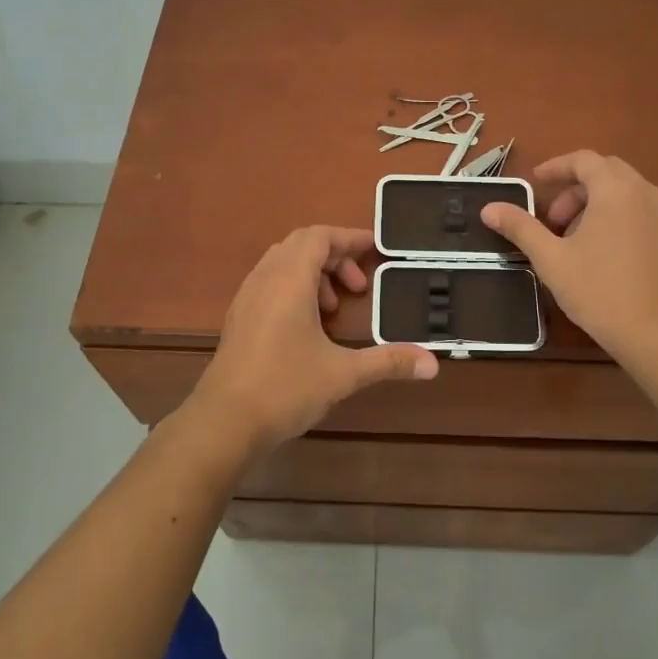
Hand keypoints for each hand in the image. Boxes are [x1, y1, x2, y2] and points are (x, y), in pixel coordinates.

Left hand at [188, 226, 438, 455]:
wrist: (224, 422)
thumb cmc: (285, 388)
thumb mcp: (343, 374)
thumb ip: (388, 362)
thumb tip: (433, 364)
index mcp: (289, 279)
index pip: (320, 236)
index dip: (350, 238)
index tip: (377, 251)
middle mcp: (265, 278)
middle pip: (301, 244)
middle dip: (335, 257)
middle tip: (359, 287)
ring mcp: (247, 297)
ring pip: (282, 263)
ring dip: (314, 273)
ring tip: (334, 309)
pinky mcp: (238, 318)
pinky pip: (269, 282)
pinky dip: (294, 289)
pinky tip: (308, 327)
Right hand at [481, 151, 657, 361]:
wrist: (657, 334)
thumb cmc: (599, 291)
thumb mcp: (551, 259)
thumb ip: (521, 228)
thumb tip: (489, 209)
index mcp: (616, 190)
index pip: (584, 160)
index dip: (556, 167)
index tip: (536, 182)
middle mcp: (645, 193)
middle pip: (605, 172)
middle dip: (574, 188)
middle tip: (552, 218)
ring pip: (623, 191)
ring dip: (593, 203)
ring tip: (572, 239)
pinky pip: (638, 209)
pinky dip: (614, 215)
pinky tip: (599, 251)